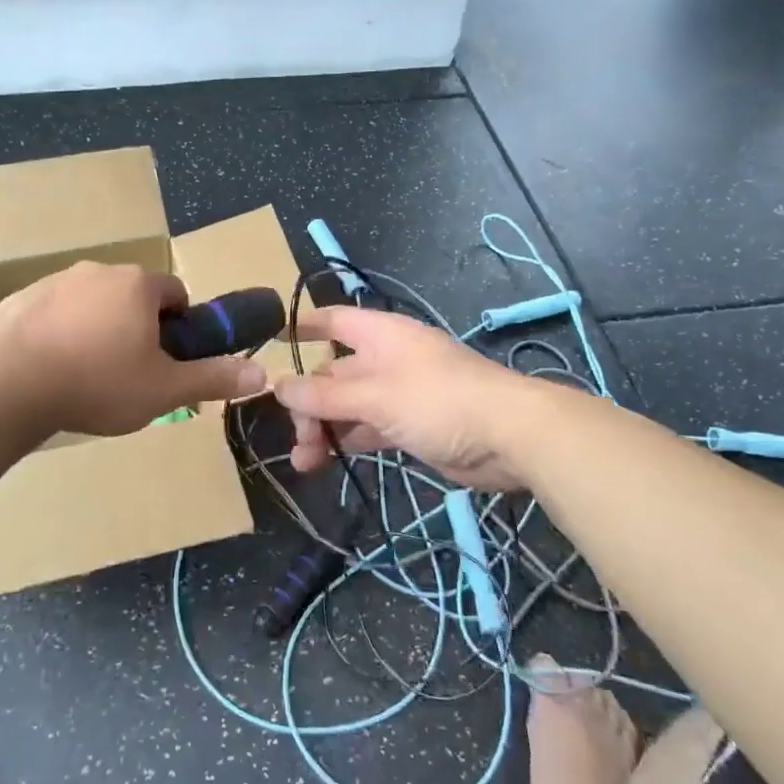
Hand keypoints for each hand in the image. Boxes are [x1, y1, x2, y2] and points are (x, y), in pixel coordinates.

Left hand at [0, 262, 268, 435]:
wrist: (7, 386)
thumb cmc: (98, 383)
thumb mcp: (165, 389)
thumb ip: (213, 377)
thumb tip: (262, 372)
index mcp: (138, 285)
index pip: (175, 294)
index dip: (177, 328)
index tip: (165, 360)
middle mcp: (98, 271)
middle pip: (131, 297)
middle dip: (135, 328)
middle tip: (127, 374)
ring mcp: (54, 282)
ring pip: (90, 304)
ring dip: (96, 329)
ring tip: (84, 376)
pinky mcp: (18, 298)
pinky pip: (52, 313)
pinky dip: (58, 333)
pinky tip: (47, 370)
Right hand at [273, 306, 544, 490]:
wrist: (511, 437)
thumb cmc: (439, 400)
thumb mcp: (376, 396)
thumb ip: (325, 396)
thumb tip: (277, 386)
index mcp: (380, 336)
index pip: (334, 321)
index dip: (303, 327)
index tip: (272, 341)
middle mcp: (385, 360)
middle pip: (334, 374)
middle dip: (309, 403)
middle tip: (297, 438)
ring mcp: (398, 394)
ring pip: (348, 406)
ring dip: (324, 429)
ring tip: (303, 462)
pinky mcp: (410, 426)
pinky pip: (367, 429)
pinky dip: (347, 442)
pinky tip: (326, 462)